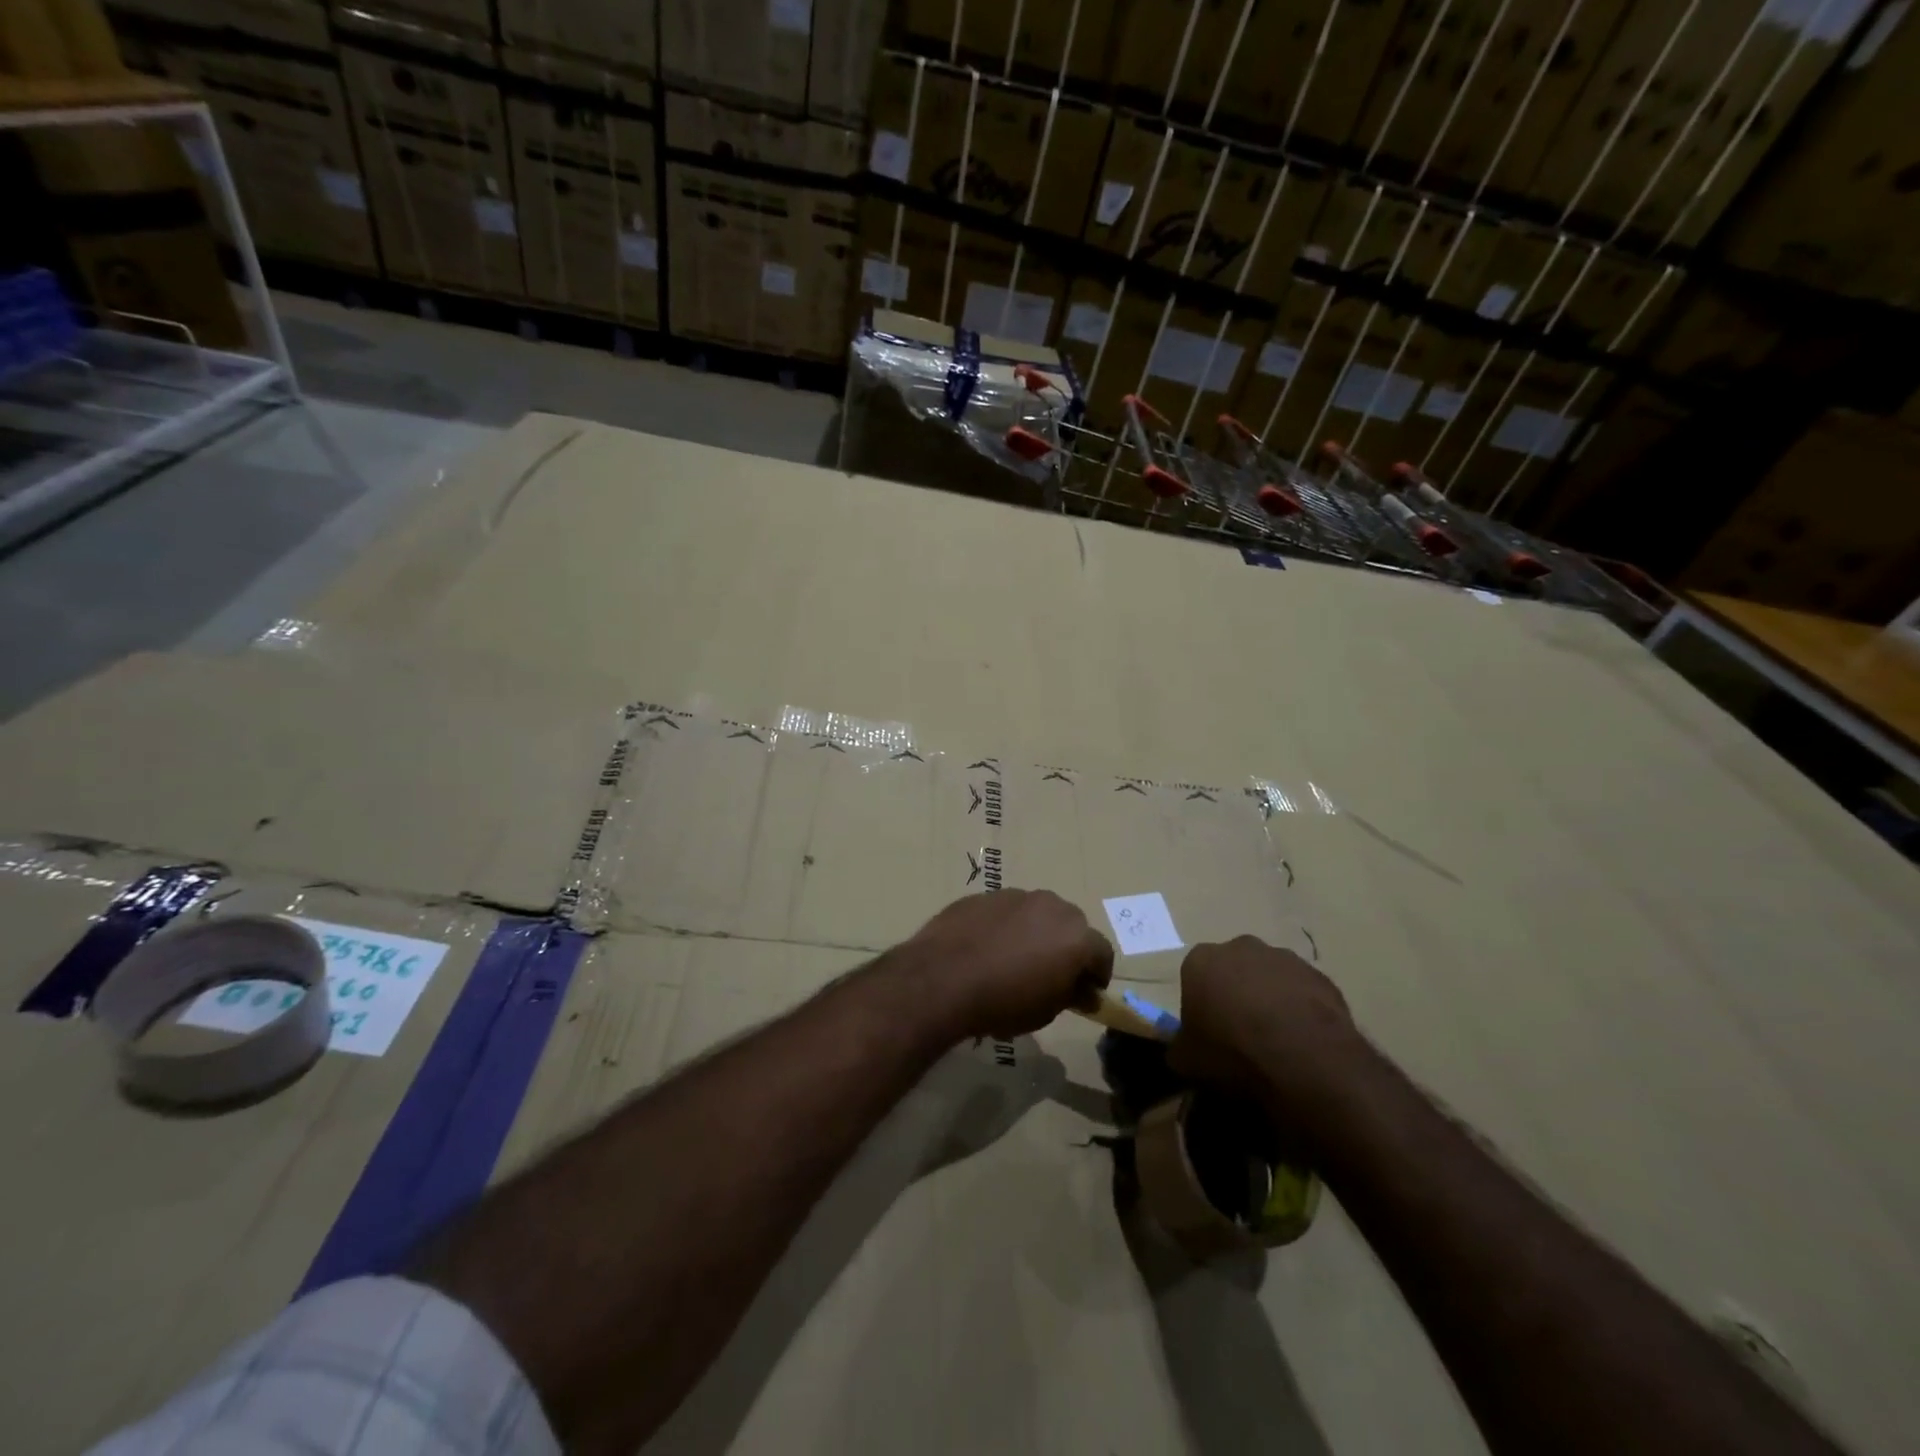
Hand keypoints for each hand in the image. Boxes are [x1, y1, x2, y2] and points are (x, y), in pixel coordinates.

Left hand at [897, 890, 1113, 1040]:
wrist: (943, 978)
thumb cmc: (1003, 1002)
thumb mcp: (1045, 1011)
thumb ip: (1068, 994)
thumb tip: (1079, 989)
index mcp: (1076, 936)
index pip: (1102, 953)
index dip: (1096, 974)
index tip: (1084, 993)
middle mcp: (1051, 906)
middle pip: (1071, 926)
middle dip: (1067, 947)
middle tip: (1050, 974)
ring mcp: (1015, 895)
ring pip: (1036, 913)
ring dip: (1034, 932)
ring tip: (1014, 960)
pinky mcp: (983, 895)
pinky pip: (1004, 912)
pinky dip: (1003, 927)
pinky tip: (985, 949)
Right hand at [1168, 937, 1369, 1128]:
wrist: (1302, 1059)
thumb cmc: (1232, 1052)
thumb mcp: (1187, 1060)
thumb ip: (1180, 1047)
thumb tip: (1182, 1051)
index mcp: (1201, 960)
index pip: (1194, 977)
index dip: (1201, 1005)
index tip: (1209, 1032)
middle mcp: (1240, 947)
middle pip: (1233, 970)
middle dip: (1236, 993)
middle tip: (1242, 1033)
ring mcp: (1284, 958)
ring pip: (1271, 978)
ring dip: (1271, 999)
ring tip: (1278, 1041)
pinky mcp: (1320, 975)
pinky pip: (1303, 992)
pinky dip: (1301, 1010)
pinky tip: (1304, 1041)